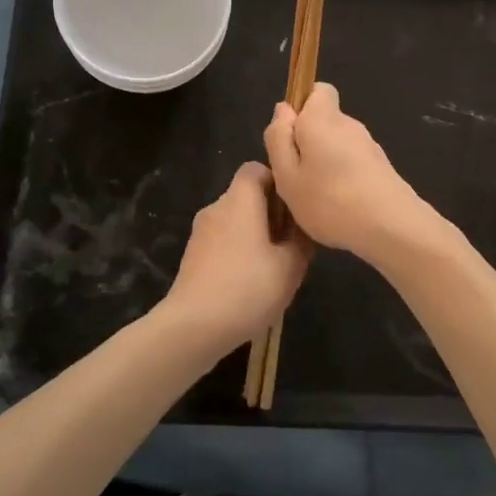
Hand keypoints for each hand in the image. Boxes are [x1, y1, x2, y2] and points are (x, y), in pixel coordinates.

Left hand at [161, 161, 312, 354]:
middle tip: (291, 242)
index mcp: (239, 200)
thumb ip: (302, 240)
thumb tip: (303, 227)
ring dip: (255, 234)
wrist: (193, 327)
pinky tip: (250, 282)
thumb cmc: (247, 288)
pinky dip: (238, 251)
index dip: (277, 182)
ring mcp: (200, 232)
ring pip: (234, 220)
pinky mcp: (193, 256)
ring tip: (273, 265)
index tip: (294, 208)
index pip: (256, 168)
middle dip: (270, 212)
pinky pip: (222, 240)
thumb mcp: (290, 266)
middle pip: (246, 195)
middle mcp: (217, 207)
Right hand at [264, 83, 443, 264]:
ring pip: (337, 144)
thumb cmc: (330, 201)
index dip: (301, 107)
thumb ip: (279, 138)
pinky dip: (343, 178)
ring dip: (325, 163)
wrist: (392, 227)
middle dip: (308, 142)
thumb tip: (284, 109)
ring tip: (317, 198)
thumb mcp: (287, 175)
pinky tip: (339, 207)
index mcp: (323, 119)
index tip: (289, 138)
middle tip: (296, 177)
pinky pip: (352, 163)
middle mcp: (349, 124)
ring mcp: (369, 146)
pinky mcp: (381, 167)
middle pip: (324, 121)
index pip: (317, 90)